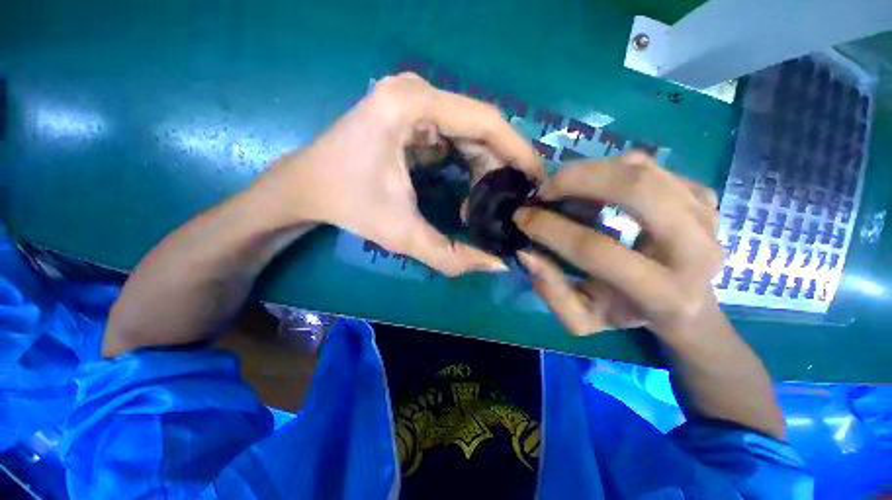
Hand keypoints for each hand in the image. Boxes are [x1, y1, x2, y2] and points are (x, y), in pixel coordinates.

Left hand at [254, 73, 543, 275]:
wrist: (307, 187)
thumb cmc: (349, 206)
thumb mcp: (403, 236)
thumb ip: (452, 256)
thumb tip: (498, 266)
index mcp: (411, 107)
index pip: (484, 121)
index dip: (518, 150)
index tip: (536, 180)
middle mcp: (414, 91)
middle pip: (479, 125)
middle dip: (501, 164)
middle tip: (514, 198)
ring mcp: (410, 97)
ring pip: (468, 129)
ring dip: (485, 164)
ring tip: (491, 198)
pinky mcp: (409, 111)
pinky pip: (454, 132)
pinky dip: (468, 158)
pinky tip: (471, 185)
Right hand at [513, 152, 723, 339]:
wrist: (683, 302)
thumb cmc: (625, 312)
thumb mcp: (581, 319)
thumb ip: (551, 291)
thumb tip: (526, 252)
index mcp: (662, 293)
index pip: (596, 249)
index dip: (550, 229)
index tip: (522, 217)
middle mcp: (697, 250)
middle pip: (636, 190)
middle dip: (576, 180)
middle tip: (543, 188)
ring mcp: (707, 215)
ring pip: (642, 170)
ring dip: (590, 171)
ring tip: (562, 186)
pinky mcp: (705, 195)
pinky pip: (650, 166)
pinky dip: (611, 168)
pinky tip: (593, 186)